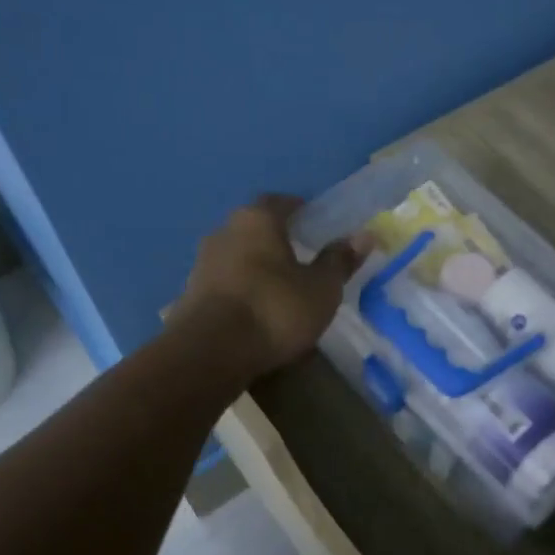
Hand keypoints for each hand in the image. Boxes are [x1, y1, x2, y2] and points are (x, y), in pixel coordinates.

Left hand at [179, 195, 366, 374]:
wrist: (210, 352)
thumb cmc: (274, 310)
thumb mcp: (321, 289)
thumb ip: (340, 261)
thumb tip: (364, 235)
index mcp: (257, 220)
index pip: (281, 202)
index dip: (301, 210)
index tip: (317, 225)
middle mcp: (224, 232)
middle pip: (255, 228)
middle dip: (277, 239)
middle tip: (302, 258)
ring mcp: (202, 263)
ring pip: (238, 256)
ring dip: (257, 267)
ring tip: (280, 289)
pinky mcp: (190, 294)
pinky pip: (225, 283)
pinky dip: (242, 291)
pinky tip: (256, 312)